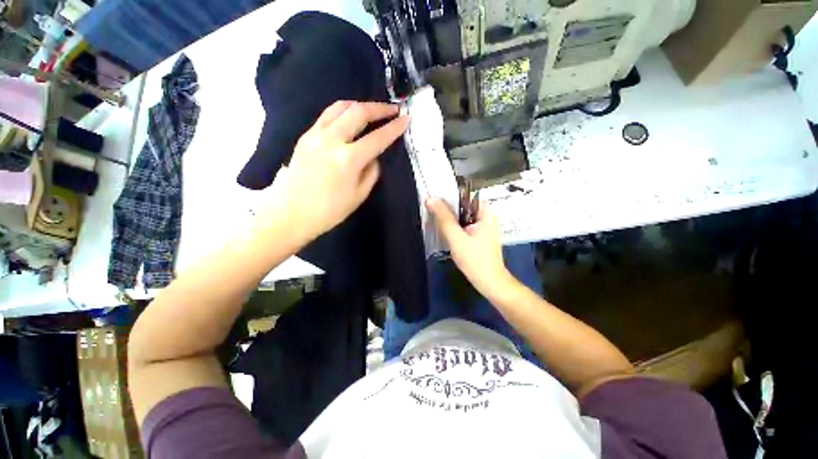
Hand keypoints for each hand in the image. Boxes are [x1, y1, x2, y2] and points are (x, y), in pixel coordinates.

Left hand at [262, 101, 409, 242]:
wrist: (290, 214)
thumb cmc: (329, 211)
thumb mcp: (359, 195)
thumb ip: (371, 172)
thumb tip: (374, 156)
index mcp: (348, 160)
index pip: (377, 138)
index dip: (394, 128)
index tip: (406, 118)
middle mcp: (331, 140)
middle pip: (358, 112)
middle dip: (378, 108)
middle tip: (392, 109)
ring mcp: (314, 135)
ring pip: (339, 107)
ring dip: (360, 105)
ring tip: (372, 110)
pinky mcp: (304, 136)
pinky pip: (327, 116)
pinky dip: (342, 112)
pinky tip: (349, 119)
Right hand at [426, 197, 513, 295]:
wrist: (489, 282)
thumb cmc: (475, 259)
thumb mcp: (456, 237)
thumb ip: (444, 218)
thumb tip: (431, 199)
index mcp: (485, 212)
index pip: (465, 195)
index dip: (449, 195)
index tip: (433, 198)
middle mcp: (486, 216)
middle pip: (463, 206)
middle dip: (447, 207)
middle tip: (430, 208)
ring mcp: (483, 227)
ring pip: (463, 216)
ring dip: (450, 217)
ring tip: (434, 216)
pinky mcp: (479, 236)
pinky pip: (464, 225)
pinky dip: (454, 226)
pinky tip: (444, 229)